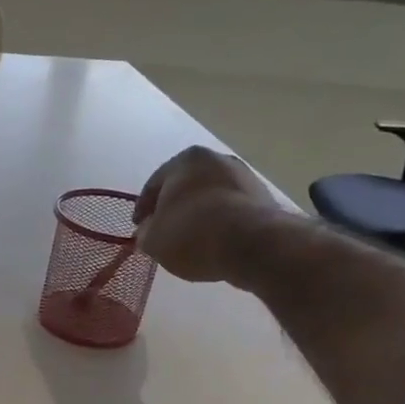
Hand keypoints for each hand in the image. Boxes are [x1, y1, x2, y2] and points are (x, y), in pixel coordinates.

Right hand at [133, 145, 280, 283]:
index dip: (143, 208)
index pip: (155, 183)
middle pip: (187, 186)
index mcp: (186, 160)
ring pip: (212, 196)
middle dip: (175, 206)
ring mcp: (245, 177)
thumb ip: (145, 232)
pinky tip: (214, 242)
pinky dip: (220, 222)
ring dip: (200, 214)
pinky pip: (232, 210)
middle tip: (164, 229)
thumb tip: (149, 230)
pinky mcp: (265, 198)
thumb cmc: (192, 233)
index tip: (138, 227)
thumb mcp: (153, 239)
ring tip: (190, 239)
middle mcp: (218, 160)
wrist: (251, 243)